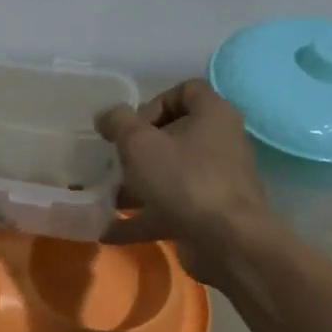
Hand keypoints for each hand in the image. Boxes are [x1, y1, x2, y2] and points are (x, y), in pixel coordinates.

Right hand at [96, 79, 270, 282]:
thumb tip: (106, 116)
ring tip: (107, 196)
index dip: (153, 103)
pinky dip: (142, 218)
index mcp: (213, 115)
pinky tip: (109, 231)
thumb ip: (118, 123)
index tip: (131, 127)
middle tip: (115, 161)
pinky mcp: (208, 214)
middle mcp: (220, 143)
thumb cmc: (182, 179)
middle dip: (139, 149)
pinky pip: (170, 209)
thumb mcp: (139, 144)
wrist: (225, 241)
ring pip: (171, 175)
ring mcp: (216, 181)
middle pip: (176, 135)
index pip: (186, 91)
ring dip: (137, 185)